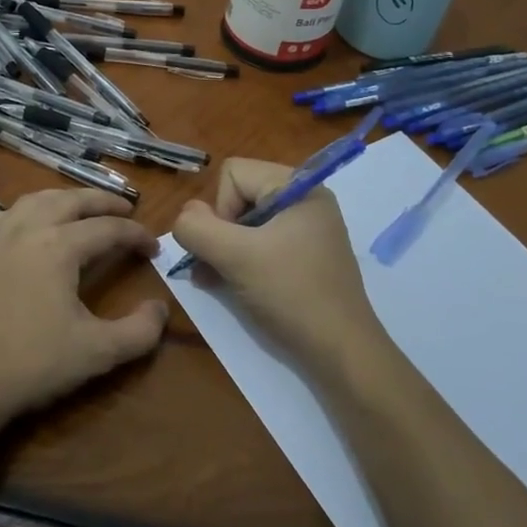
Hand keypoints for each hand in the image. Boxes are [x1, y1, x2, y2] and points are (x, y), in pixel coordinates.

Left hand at [0, 188, 166, 435]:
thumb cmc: (31, 365)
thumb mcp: (97, 353)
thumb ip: (139, 331)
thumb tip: (160, 308)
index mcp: (59, 247)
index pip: (108, 229)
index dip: (136, 235)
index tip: (153, 247)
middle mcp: (26, 231)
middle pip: (71, 201)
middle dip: (102, 201)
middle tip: (125, 209)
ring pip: (34, 201)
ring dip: (63, 199)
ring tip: (80, 209)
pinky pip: (2, 218)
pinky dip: (24, 213)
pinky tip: (26, 225)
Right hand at [170, 159, 388, 378]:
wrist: (340, 352)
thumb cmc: (291, 294)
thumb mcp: (236, 257)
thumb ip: (197, 229)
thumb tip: (186, 216)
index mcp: (299, 187)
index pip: (233, 174)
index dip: (220, 209)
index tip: (230, 248)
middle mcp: (305, 200)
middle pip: (238, 196)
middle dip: (219, 232)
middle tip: (217, 268)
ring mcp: (306, 229)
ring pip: (245, 224)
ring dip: (224, 250)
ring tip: (215, 280)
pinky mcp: (304, 256)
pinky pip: (260, 244)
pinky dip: (240, 261)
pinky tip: (229, 285)